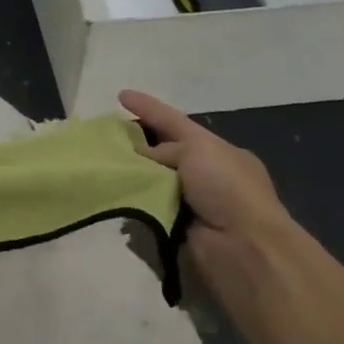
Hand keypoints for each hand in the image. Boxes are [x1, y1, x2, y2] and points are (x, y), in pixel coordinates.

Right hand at [119, 90, 297, 314]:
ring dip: (131, 175)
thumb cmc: (227, 189)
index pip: (176, 122)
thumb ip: (164, 148)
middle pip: (162, 152)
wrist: (243, 248)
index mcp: (218, 151)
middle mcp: (206, 174)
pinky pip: (146, 209)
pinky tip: (111, 194)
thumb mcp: (198, 150)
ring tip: (100, 164)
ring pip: (152, 181)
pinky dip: (131, 202)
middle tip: (103, 135)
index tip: (120, 96)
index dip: (149, 108)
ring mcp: (191, 203)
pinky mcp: (176, 230)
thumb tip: (140, 157)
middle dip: (136, 144)